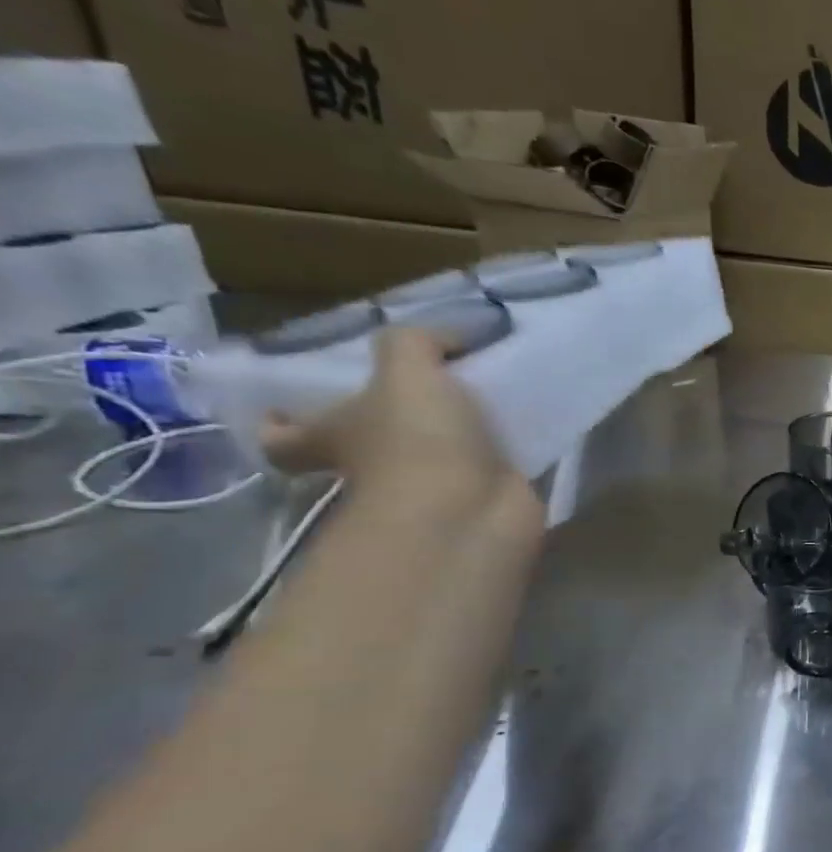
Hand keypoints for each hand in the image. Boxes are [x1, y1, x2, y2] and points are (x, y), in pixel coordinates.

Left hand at [261, 327, 534, 518]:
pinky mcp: (479, 500)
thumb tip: (448, 338)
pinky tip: (529, 424)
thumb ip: (417, 342)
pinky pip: (489, 467)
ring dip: (458, 433)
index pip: (287, 437)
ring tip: (493, 396)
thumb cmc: (417, 442)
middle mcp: (375, 466)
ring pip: (436, 454)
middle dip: (392, 420)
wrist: (472, 512)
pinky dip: (506, 449)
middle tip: (429, 389)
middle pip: (368, 443)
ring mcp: (429, 487)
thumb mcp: (406, 370)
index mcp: (335, 436)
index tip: (290, 406)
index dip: (282, 423)